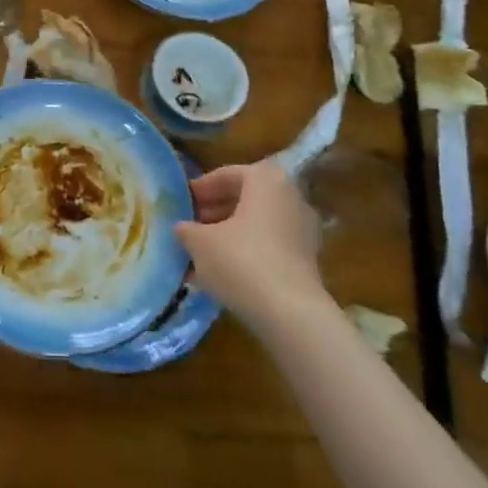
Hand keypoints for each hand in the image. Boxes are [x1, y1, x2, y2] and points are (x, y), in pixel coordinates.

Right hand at [175, 158, 322, 322]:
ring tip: (199, 251)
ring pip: (256, 223)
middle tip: (189, 226)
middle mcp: (290, 197)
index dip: (199, 189)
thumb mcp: (200, 242)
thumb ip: (187, 229)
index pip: (226, 175)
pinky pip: (268, 245)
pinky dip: (245, 251)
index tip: (181, 203)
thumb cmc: (240, 261)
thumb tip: (182, 228)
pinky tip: (220, 271)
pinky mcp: (306, 259)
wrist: (290, 313)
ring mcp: (302, 229)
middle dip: (214, 211)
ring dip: (228, 233)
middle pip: (244, 197)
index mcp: (266, 180)